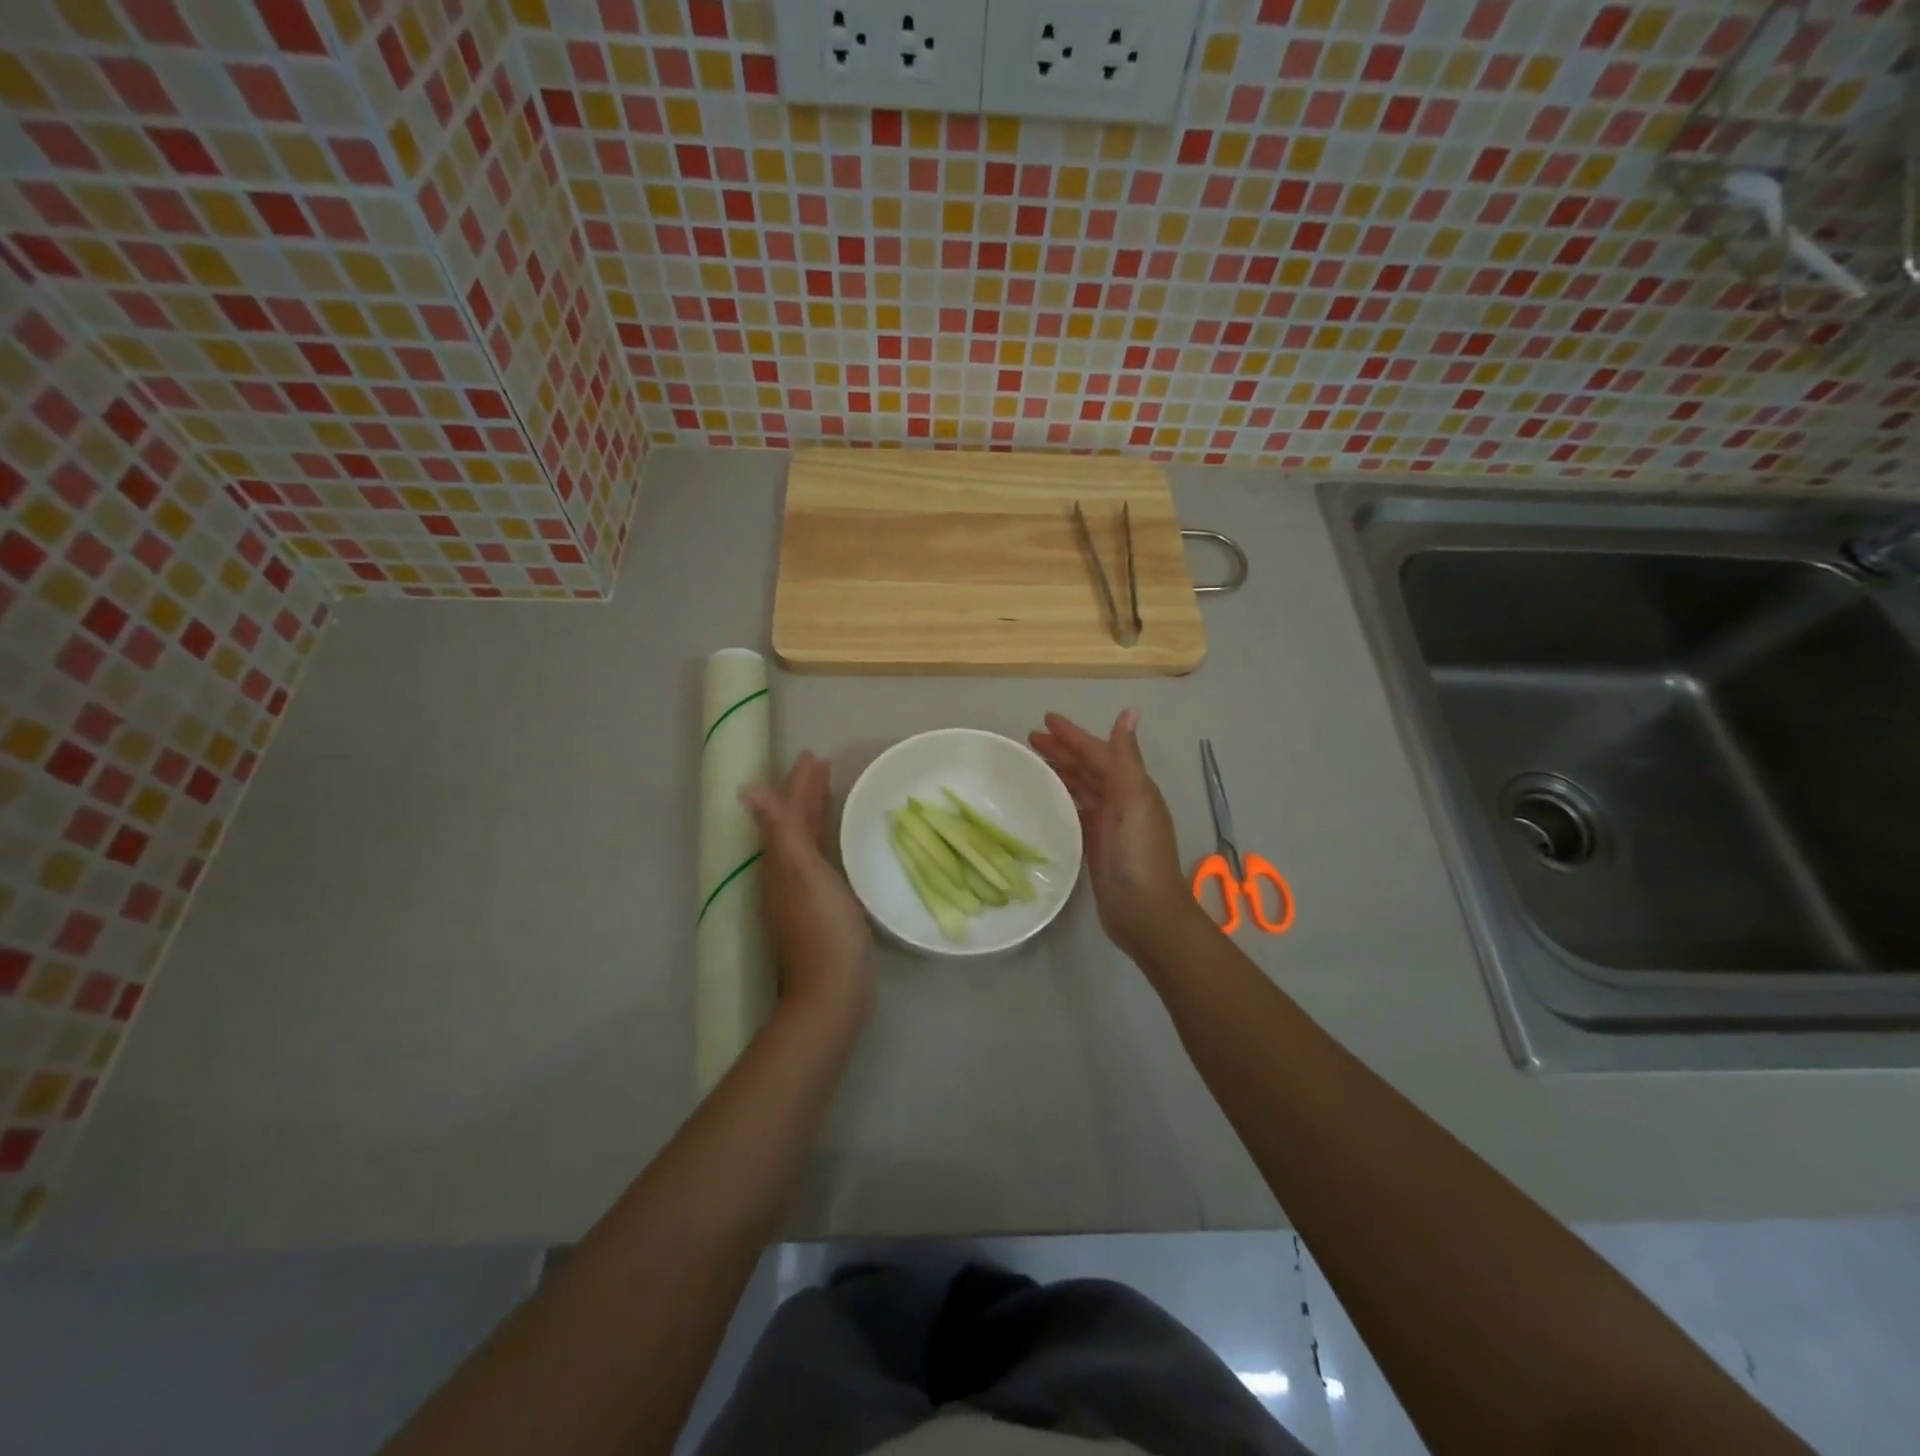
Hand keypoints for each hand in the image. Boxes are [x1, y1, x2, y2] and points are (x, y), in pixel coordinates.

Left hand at [742, 753, 873, 1021]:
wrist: (833, 990)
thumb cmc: (823, 927)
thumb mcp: (802, 873)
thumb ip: (781, 830)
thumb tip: (748, 790)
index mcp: (780, 862)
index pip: (787, 812)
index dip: (799, 784)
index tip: (813, 756)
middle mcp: (785, 875)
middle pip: (794, 825)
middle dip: (806, 794)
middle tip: (823, 766)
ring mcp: (802, 894)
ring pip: (805, 842)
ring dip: (815, 815)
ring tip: (830, 794)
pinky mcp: (821, 909)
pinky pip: (820, 861)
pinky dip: (825, 841)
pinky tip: (838, 845)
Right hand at [1030, 710, 1199, 961]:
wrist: (1144, 911)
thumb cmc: (1138, 853)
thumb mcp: (1134, 800)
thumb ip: (1126, 757)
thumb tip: (1130, 711)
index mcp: (1132, 786)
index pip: (1098, 751)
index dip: (1073, 735)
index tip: (1044, 720)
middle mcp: (1122, 800)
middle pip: (1088, 767)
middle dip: (1063, 750)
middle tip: (1030, 739)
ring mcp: (1109, 824)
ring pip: (1080, 787)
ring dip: (1060, 771)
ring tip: (1032, 762)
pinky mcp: (1096, 844)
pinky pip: (1076, 811)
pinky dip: (1062, 799)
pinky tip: (1045, 797)